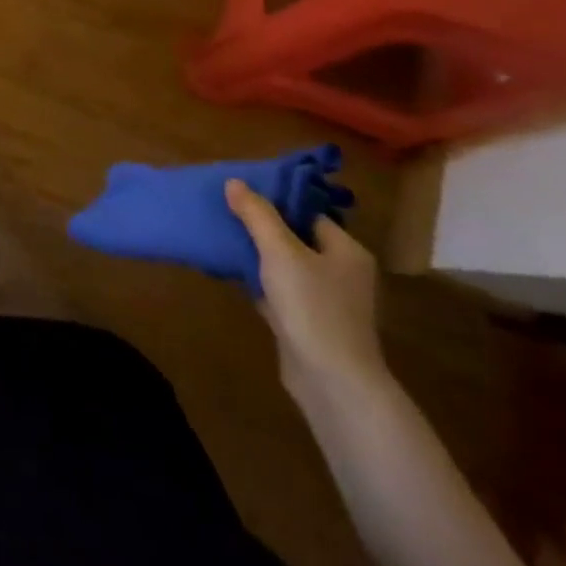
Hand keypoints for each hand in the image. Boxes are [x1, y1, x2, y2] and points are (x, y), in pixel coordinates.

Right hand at [225, 178, 387, 410]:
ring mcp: (324, 300)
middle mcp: (340, 272)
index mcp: (345, 250)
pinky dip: (256, 280)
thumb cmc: (312, 307)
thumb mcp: (280, 252)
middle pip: (295, 237)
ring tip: (220, 236)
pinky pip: (278, 290)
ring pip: (283, 265)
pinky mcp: (307, 322)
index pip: (308, 213)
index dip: (275, 200)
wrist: (332, 382)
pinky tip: (229, 272)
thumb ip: (257, 215)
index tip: (240, 192)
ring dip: (255, 253)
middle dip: (260, 226)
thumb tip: (235, 182)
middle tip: (225, 210)